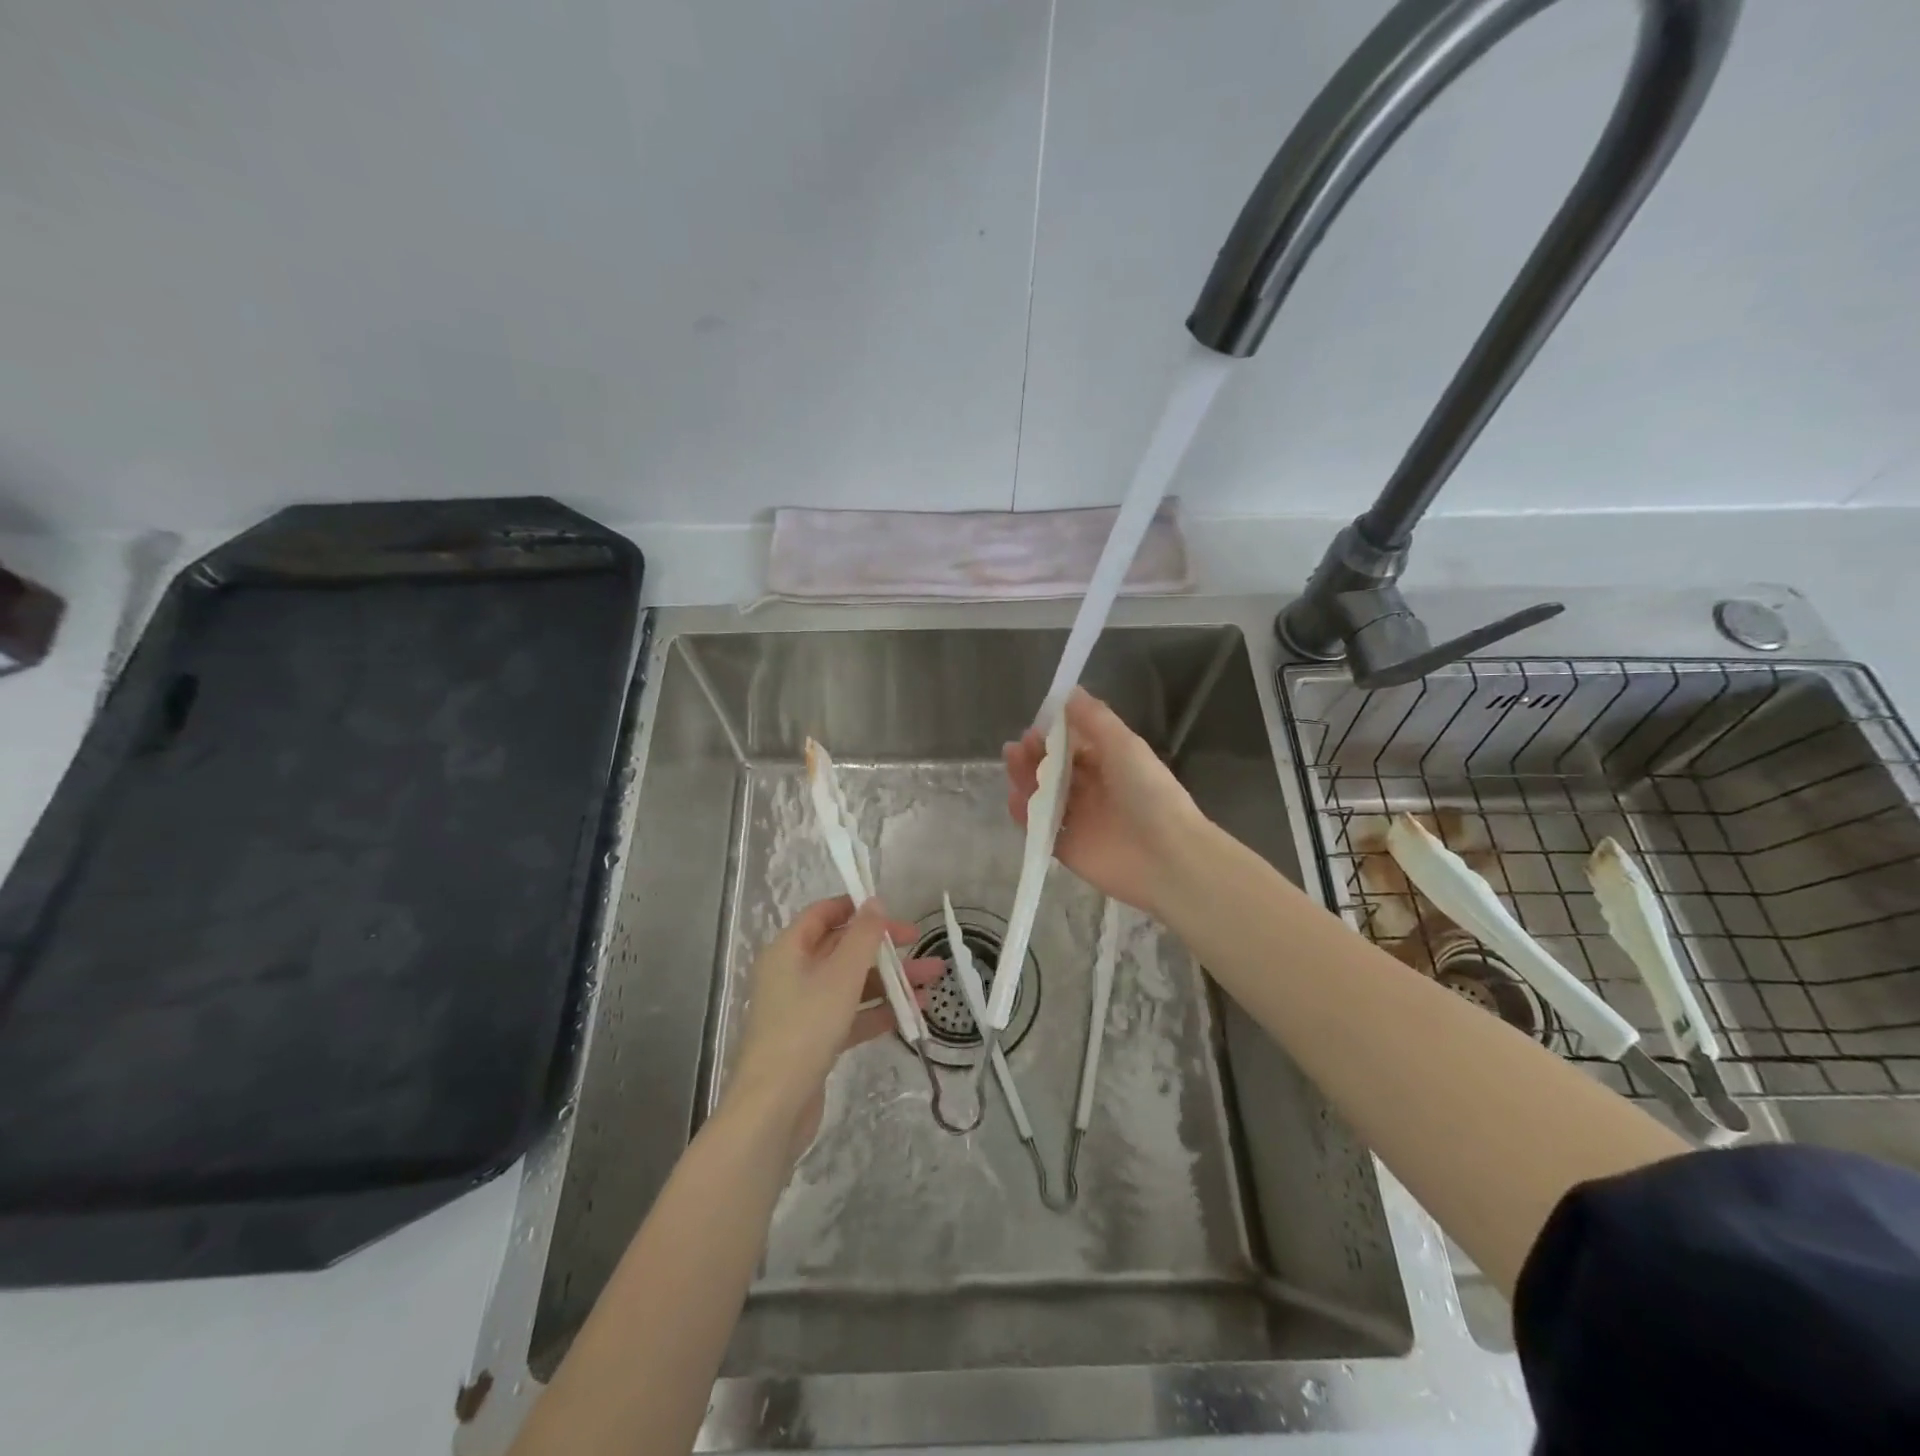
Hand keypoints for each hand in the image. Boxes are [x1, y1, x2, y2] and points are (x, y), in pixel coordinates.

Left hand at [723, 896, 940, 1158]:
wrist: (774, 1107)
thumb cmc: (806, 1027)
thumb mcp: (841, 975)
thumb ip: (863, 936)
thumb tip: (875, 902)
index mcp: (789, 950)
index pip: (822, 914)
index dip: (856, 908)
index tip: (891, 911)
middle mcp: (792, 974)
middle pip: (842, 949)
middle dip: (884, 948)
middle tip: (920, 946)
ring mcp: (803, 1009)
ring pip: (851, 984)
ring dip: (889, 981)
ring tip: (932, 983)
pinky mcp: (814, 1040)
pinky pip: (850, 1015)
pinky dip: (877, 1011)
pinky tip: (912, 1013)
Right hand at [1003, 687, 1208, 918]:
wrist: (1166, 857)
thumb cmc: (1148, 793)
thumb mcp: (1124, 745)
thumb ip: (1094, 719)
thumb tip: (1069, 691)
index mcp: (1110, 766)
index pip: (1074, 747)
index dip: (1052, 736)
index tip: (1035, 727)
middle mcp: (1093, 791)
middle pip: (1055, 771)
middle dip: (1034, 756)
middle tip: (1018, 748)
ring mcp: (1080, 821)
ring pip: (1044, 797)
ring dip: (1026, 780)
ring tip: (1013, 766)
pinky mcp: (1068, 849)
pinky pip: (1039, 829)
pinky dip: (1025, 815)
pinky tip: (1015, 800)